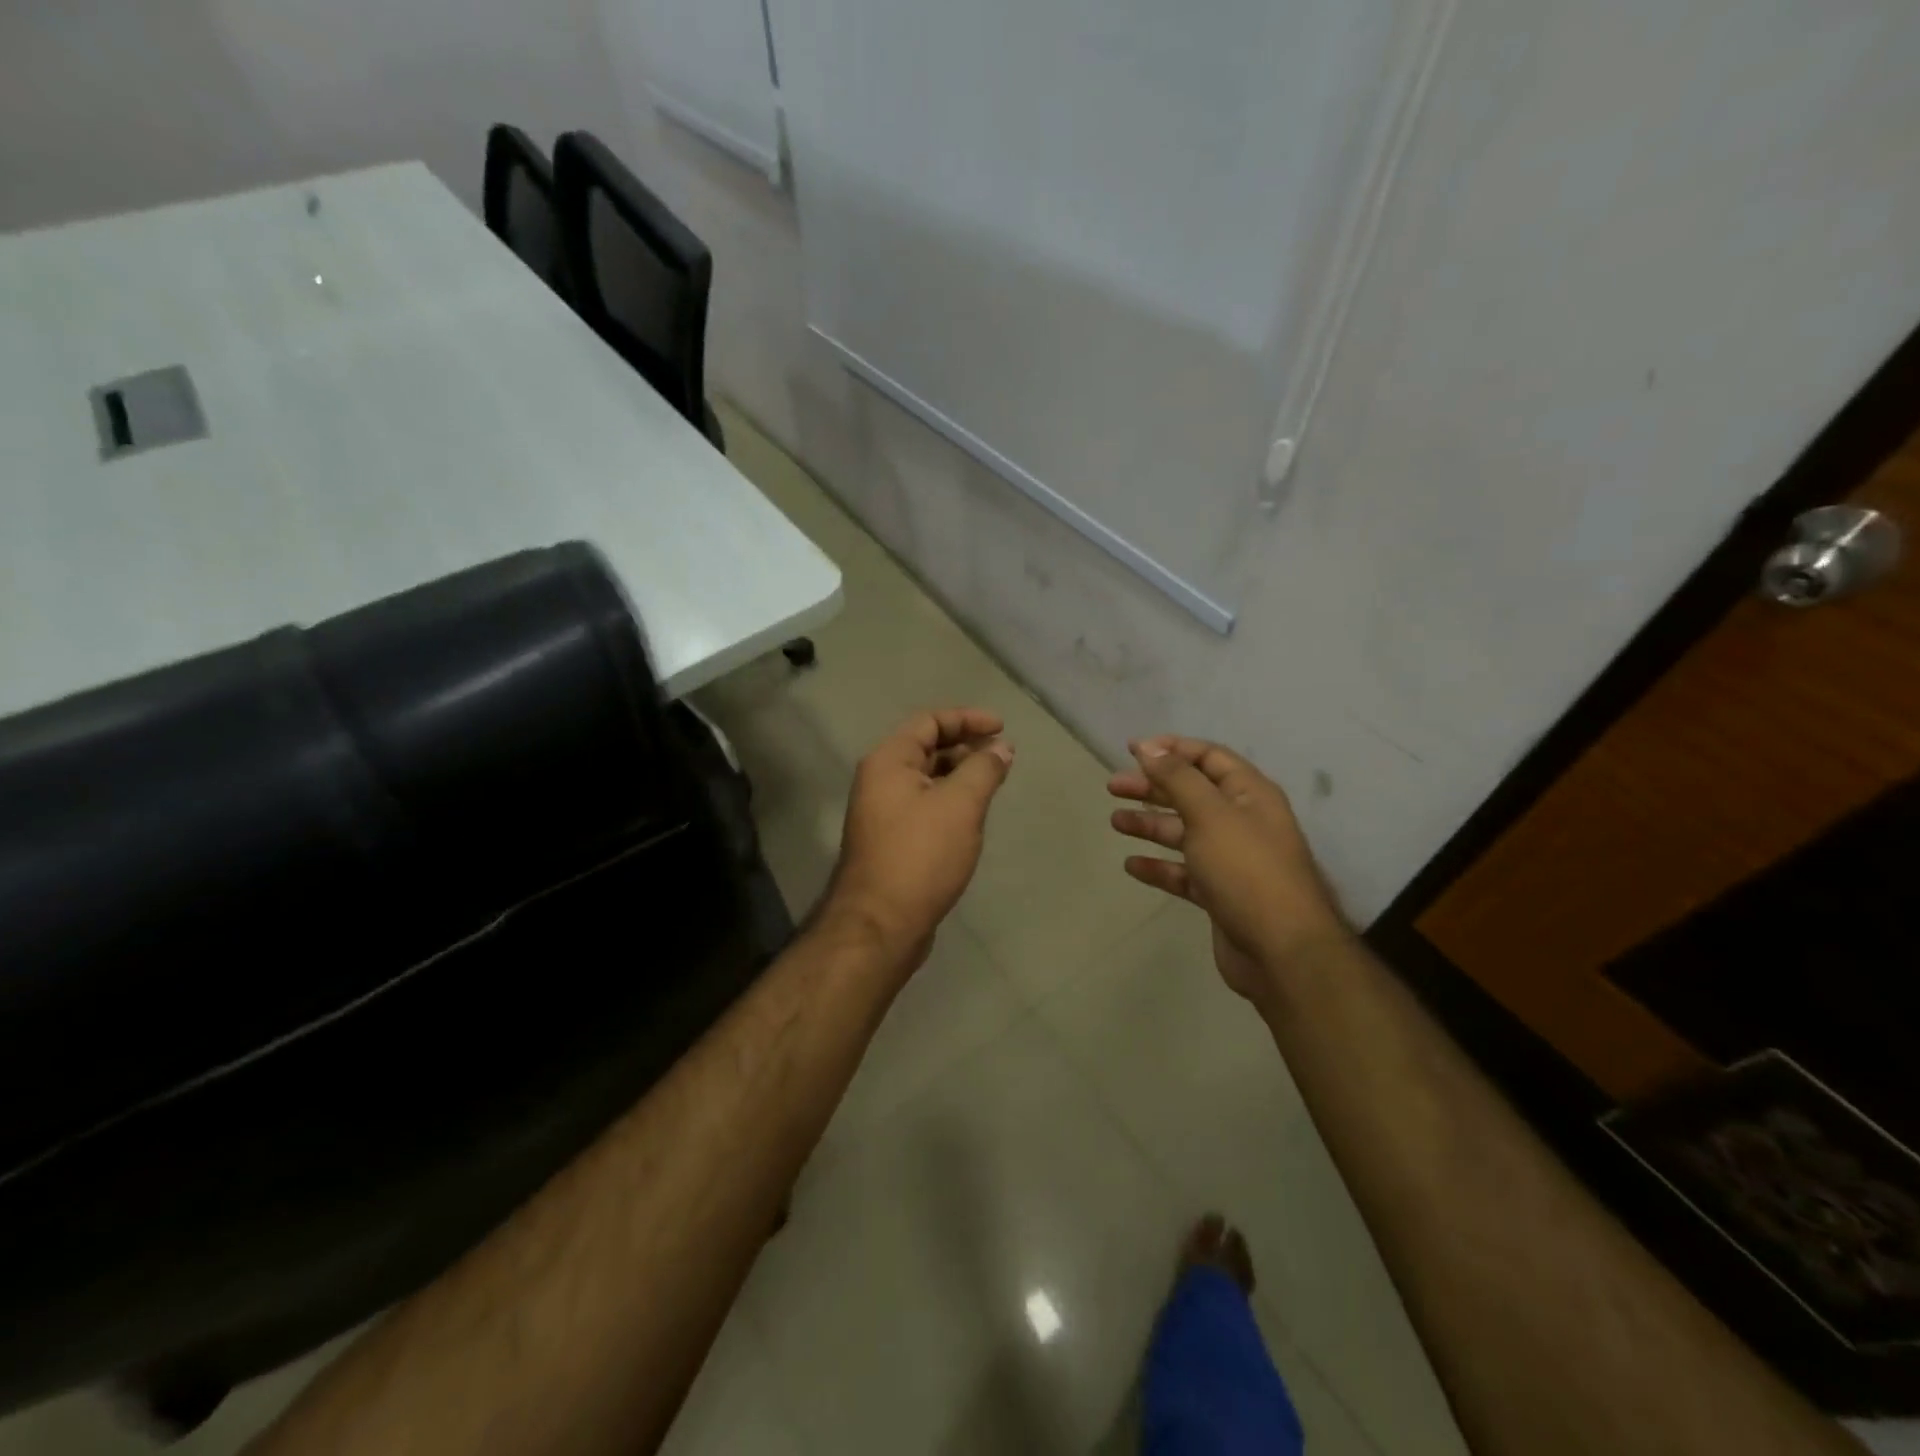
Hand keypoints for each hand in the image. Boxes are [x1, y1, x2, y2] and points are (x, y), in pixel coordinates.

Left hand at [824, 707, 1014, 969]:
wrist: (881, 924)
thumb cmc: (921, 855)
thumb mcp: (960, 805)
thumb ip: (983, 769)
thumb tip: (1002, 747)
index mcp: (888, 761)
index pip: (929, 722)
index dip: (967, 719)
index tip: (1002, 728)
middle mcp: (880, 780)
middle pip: (926, 747)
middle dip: (965, 746)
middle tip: (1001, 757)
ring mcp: (883, 812)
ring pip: (926, 779)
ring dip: (959, 775)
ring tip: (993, 784)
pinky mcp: (891, 840)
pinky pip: (924, 805)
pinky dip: (950, 800)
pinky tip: (972, 816)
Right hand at [1108, 736, 1348, 1001]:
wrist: (1282, 951)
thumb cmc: (1246, 870)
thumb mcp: (1210, 814)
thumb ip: (1178, 778)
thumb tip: (1150, 747)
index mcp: (1249, 795)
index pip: (1209, 758)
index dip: (1172, 749)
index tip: (1133, 749)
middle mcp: (1242, 822)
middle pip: (1191, 794)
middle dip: (1152, 787)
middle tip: (1113, 786)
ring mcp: (1231, 860)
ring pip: (1184, 833)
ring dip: (1150, 824)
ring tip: (1115, 822)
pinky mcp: (1220, 894)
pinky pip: (1184, 872)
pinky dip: (1159, 866)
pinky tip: (1132, 865)